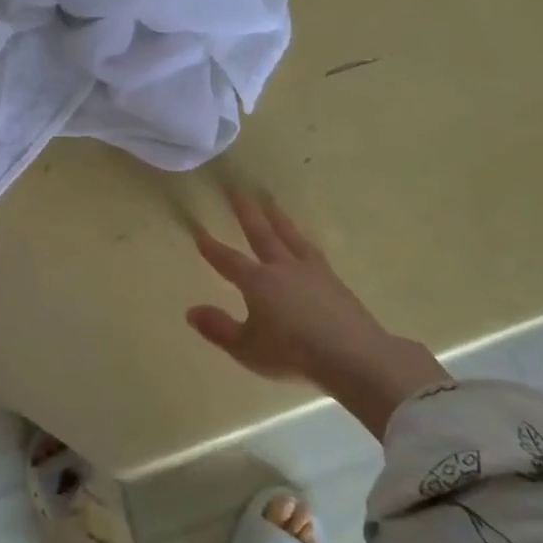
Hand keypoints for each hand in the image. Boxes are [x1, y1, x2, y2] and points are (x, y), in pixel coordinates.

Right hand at [187, 189, 451, 438]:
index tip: (199, 232)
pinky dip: (302, 239)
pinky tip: (304, 240)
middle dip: (245, 211)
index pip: (228, 261)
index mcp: (257, 282)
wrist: (351, 354)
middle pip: (260, 233)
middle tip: (235, 188)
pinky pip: (312, 249)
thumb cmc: (292, 354)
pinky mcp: (332, 278)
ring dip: (276, 217)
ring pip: (289, 235)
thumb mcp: (247, 348)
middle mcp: (281, 267)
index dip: (212, 248)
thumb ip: (218, 328)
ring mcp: (310, 270)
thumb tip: (191, 311)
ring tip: (268, 200)